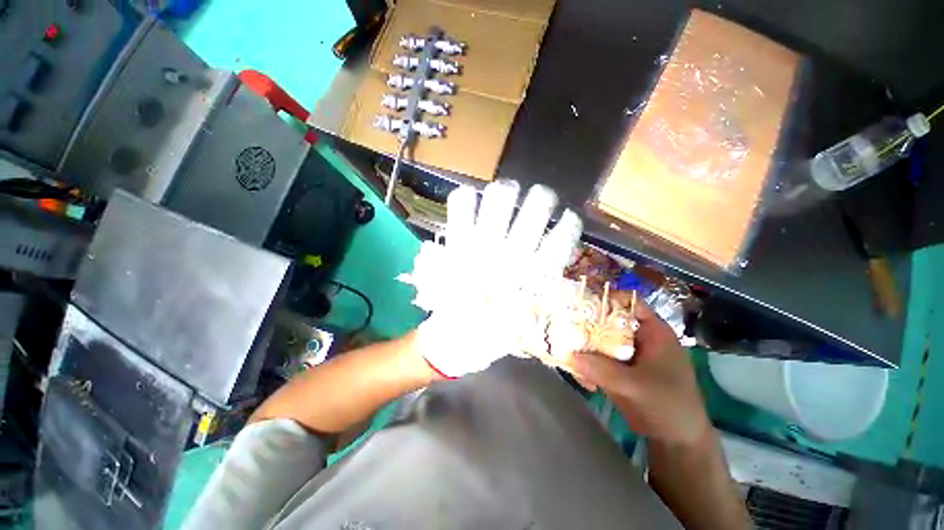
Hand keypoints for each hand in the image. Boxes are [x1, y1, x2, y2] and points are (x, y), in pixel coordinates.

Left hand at [401, 181, 582, 377]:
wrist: (458, 338)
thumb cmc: (496, 330)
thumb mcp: (529, 314)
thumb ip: (543, 286)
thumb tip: (553, 255)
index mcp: (533, 275)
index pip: (561, 240)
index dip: (569, 226)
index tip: (570, 218)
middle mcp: (511, 255)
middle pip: (535, 209)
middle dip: (541, 199)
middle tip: (539, 198)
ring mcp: (482, 247)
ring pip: (499, 200)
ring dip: (507, 192)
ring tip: (508, 192)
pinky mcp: (458, 245)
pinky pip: (460, 209)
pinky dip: (463, 199)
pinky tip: (468, 196)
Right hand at [570, 301, 711, 446]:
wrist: (676, 440)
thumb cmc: (669, 406)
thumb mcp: (637, 387)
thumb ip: (603, 370)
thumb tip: (570, 354)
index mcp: (652, 331)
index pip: (628, 302)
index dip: (606, 297)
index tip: (579, 299)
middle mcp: (637, 337)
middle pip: (608, 320)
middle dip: (586, 323)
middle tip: (563, 325)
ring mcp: (626, 353)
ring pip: (599, 340)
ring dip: (583, 347)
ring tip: (568, 357)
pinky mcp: (617, 368)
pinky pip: (597, 359)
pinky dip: (586, 365)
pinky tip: (584, 382)